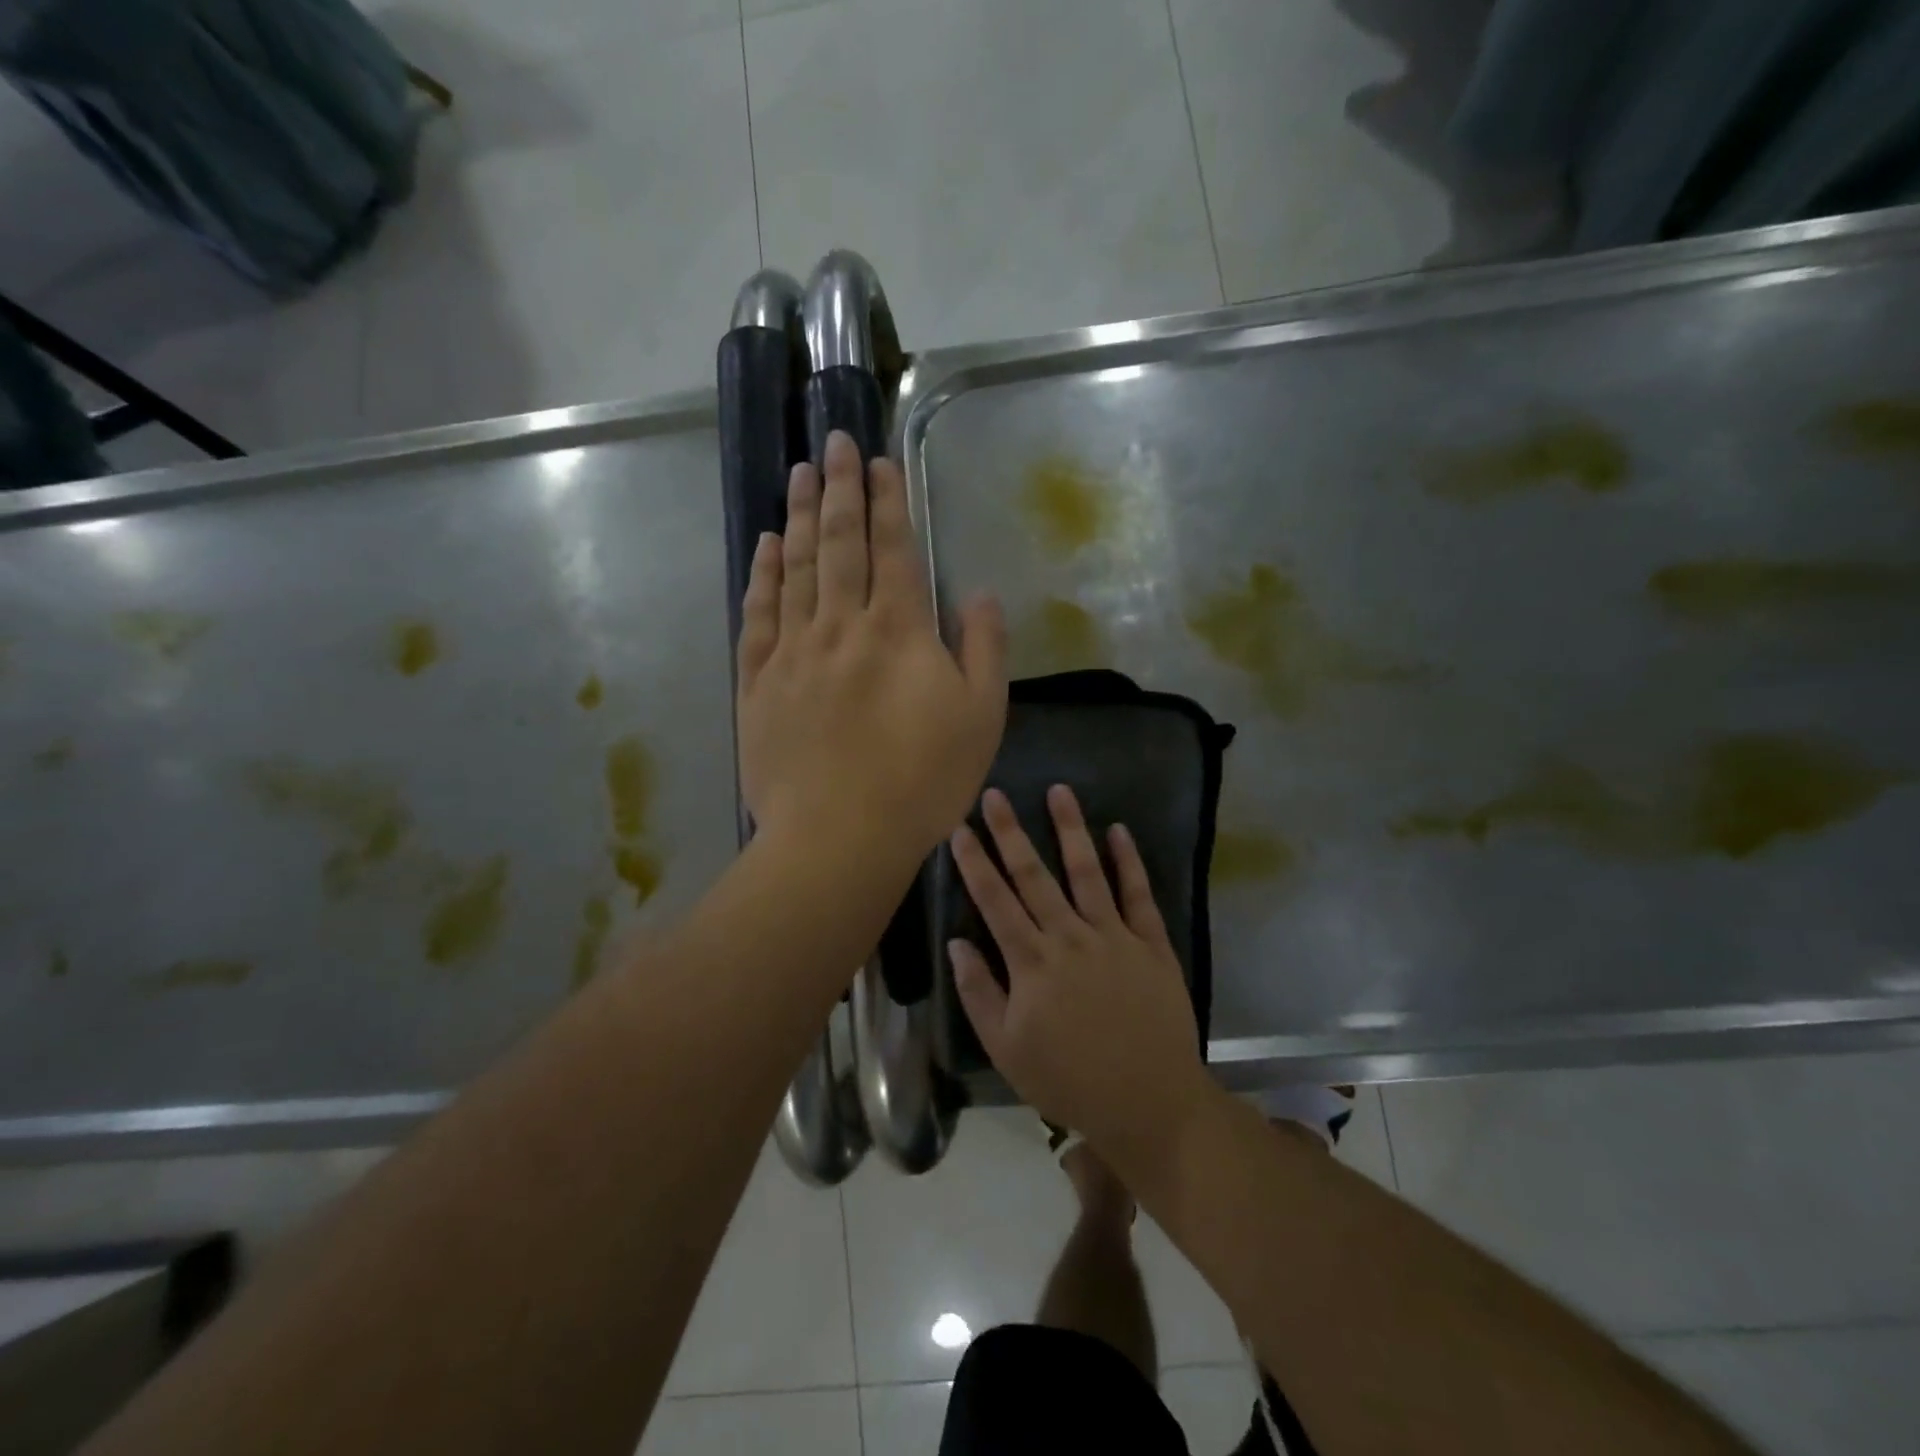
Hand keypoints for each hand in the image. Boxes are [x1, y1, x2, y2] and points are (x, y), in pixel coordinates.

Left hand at [737, 431, 1007, 867]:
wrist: (839, 836)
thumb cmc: (922, 781)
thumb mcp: (981, 718)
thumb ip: (984, 649)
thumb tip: (979, 594)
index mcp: (898, 630)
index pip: (892, 549)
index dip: (887, 501)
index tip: (878, 461)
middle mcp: (841, 625)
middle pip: (840, 543)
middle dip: (840, 488)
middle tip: (832, 442)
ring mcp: (793, 651)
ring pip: (797, 568)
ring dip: (801, 516)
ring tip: (800, 474)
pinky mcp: (758, 682)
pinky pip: (759, 615)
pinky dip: (764, 575)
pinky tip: (767, 546)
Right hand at [948, 785, 1210, 1161]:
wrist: (1150, 1103)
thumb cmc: (1069, 1080)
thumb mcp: (1007, 1049)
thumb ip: (979, 993)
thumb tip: (956, 942)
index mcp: (1031, 962)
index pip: (994, 901)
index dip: (974, 863)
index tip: (960, 828)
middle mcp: (1069, 936)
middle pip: (1033, 875)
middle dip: (1010, 832)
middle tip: (995, 794)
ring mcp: (1114, 936)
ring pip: (1086, 871)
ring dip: (1070, 829)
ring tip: (1059, 791)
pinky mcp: (1151, 944)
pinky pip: (1139, 894)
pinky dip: (1129, 861)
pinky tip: (1118, 830)